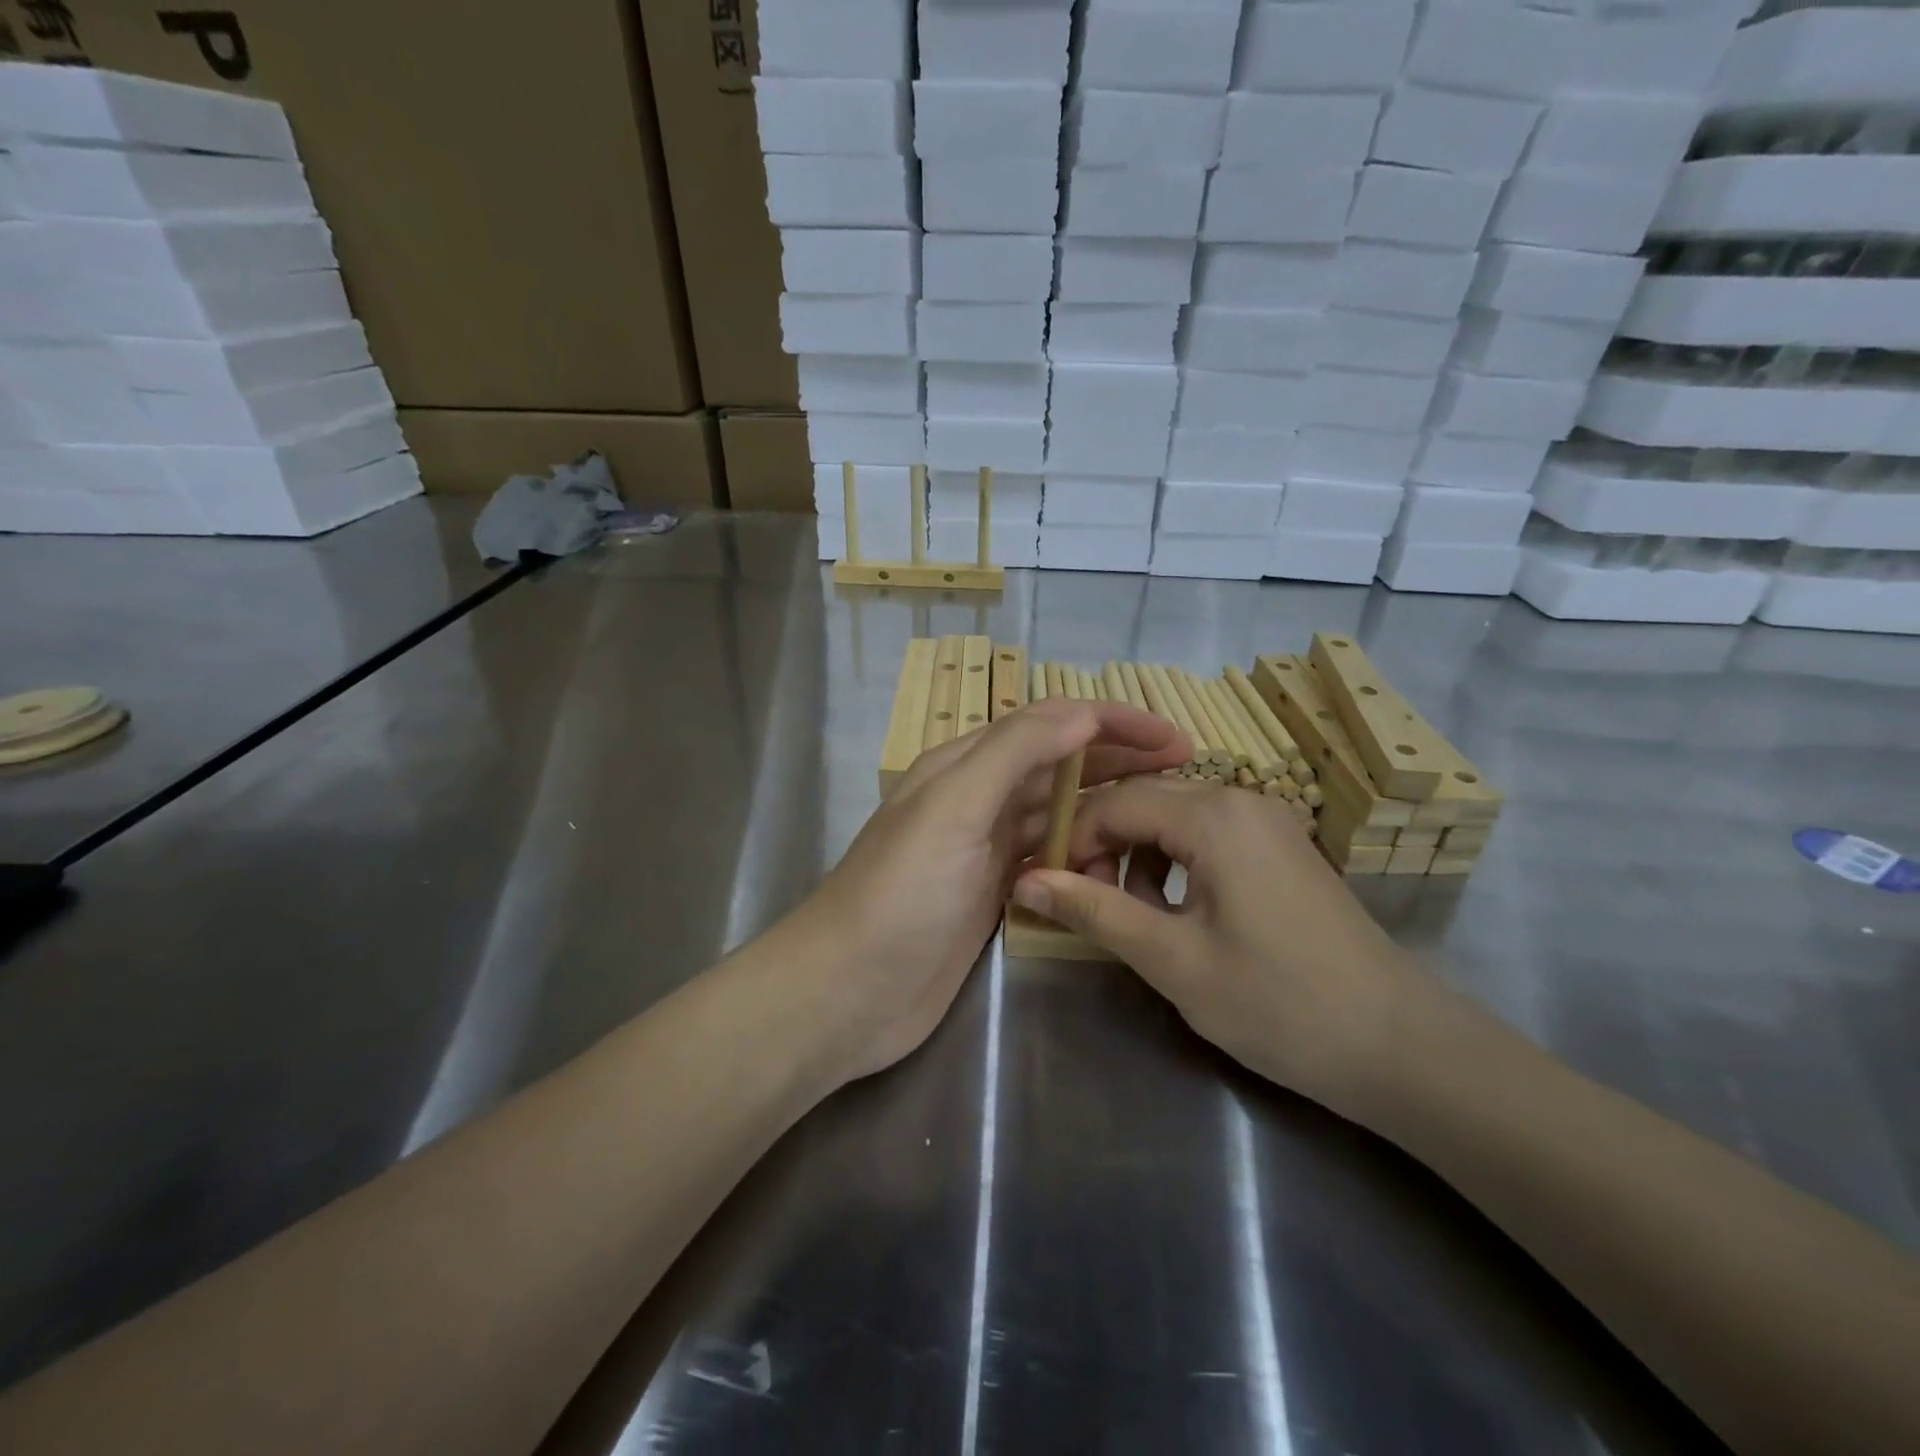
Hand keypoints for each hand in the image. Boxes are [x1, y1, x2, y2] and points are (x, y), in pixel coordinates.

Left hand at [771, 699, 1189, 1085]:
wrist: (849, 991)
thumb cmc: (900, 893)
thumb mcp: (954, 808)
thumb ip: (1015, 752)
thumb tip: (1082, 711)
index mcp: (964, 765)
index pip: (1048, 724)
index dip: (1111, 722)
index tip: (1173, 737)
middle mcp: (977, 799)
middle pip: (1059, 766)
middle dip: (1119, 761)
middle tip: (1185, 771)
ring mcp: (986, 850)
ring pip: (1058, 815)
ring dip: (1106, 811)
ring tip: (1162, 820)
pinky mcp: (994, 895)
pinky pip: (1051, 863)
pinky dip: (1083, 859)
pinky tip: (1115, 870)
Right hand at [1010, 779, 1431, 1116]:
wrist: (1398, 1045)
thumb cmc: (1277, 1003)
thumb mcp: (1172, 959)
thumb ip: (1094, 911)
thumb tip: (1025, 880)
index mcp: (1213, 816)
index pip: (1114, 803)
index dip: (1073, 842)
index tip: (1052, 889)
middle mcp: (1240, 799)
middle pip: (1143, 800)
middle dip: (1104, 846)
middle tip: (1086, 903)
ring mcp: (1266, 819)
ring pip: (1172, 815)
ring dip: (1138, 854)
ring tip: (1133, 914)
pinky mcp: (1280, 845)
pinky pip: (1206, 833)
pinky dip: (1175, 860)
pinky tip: (1177, 909)